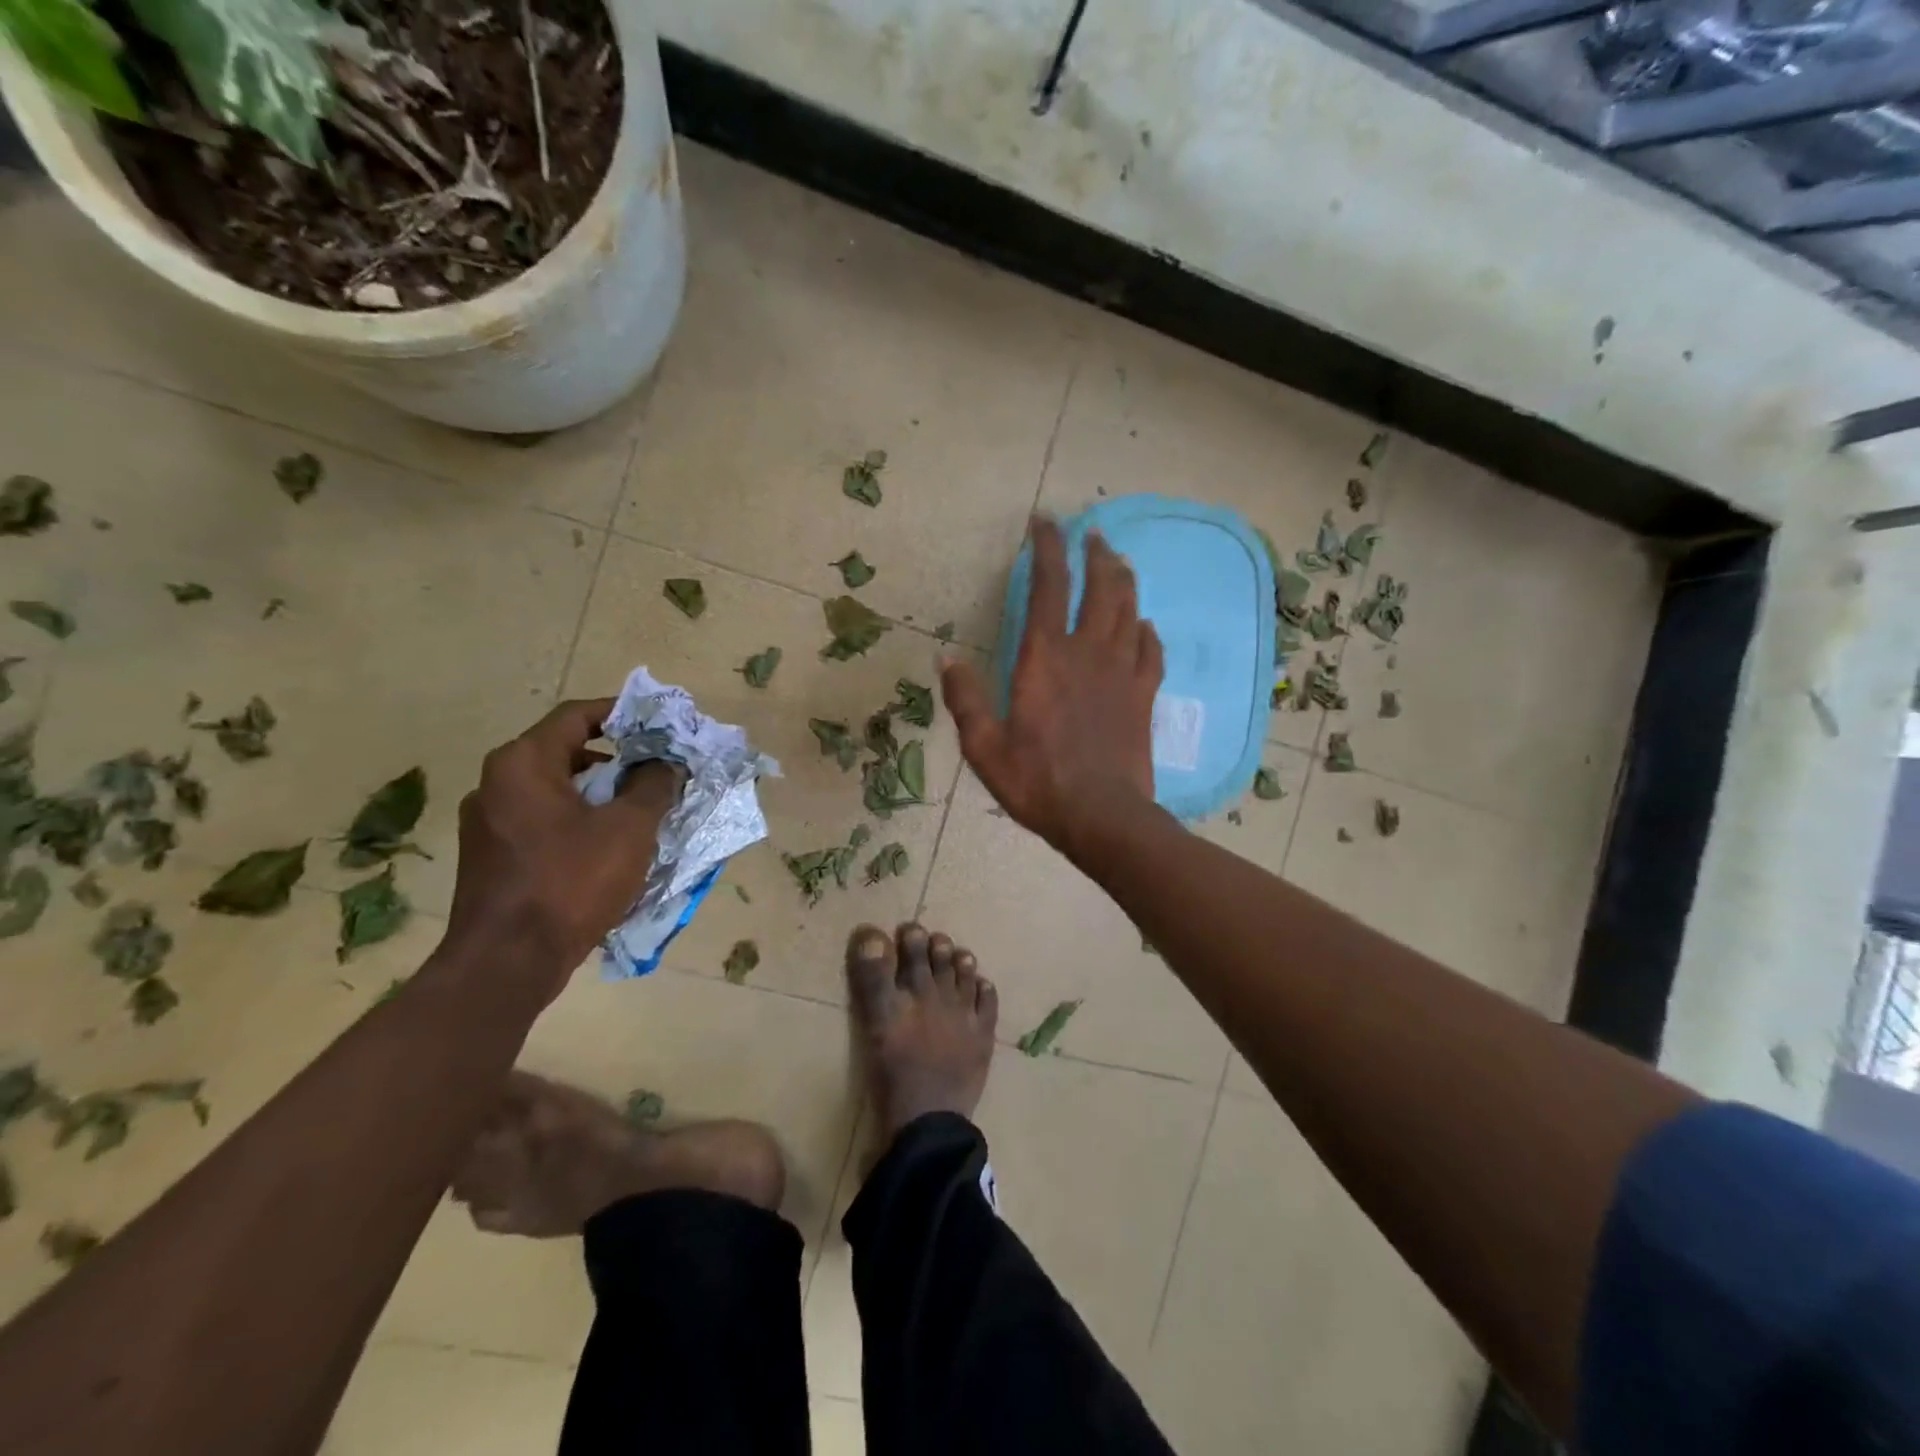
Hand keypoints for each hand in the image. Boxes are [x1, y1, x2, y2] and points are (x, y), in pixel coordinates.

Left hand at [444, 699, 680, 994]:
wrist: (508, 963)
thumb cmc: (571, 882)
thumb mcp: (629, 828)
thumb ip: (653, 785)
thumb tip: (665, 764)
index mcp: (522, 763)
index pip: (577, 715)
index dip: (623, 713)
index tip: (660, 725)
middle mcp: (497, 783)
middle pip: (566, 750)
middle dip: (617, 757)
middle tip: (659, 767)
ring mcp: (490, 822)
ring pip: (556, 788)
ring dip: (601, 791)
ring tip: (643, 805)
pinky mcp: (493, 855)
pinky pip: (544, 819)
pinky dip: (580, 819)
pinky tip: (611, 842)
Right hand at [943, 517, 1161, 857]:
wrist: (1102, 816)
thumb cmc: (1037, 781)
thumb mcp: (984, 746)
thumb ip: (965, 698)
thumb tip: (945, 657)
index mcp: (1044, 658)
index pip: (1047, 586)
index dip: (1047, 548)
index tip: (1045, 523)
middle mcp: (1087, 653)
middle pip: (1100, 588)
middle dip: (1095, 554)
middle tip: (1091, 535)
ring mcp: (1122, 672)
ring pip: (1129, 611)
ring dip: (1124, 580)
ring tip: (1118, 562)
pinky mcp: (1144, 696)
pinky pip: (1152, 651)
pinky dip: (1147, 632)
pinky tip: (1144, 625)